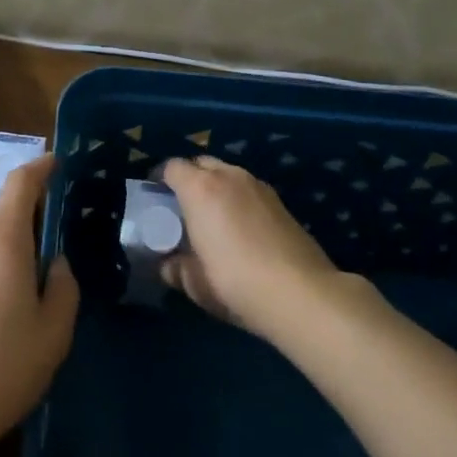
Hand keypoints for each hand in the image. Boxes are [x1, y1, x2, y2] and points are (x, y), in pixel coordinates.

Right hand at [159, 155, 340, 337]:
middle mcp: (229, 176)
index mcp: (199, 188)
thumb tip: (169, 264)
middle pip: (201, 163)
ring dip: (216, 188)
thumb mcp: (194, 282)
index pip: (171, 167)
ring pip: (228, 174)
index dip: (160, 180)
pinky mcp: (281, 201)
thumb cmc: (234, 282)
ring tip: (213, 219)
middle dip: (189, 179)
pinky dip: (238, 200)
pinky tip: (242, 229)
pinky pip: (248, 190)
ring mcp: (258, 186)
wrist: (300, 293)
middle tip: (183, 208)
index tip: (156, 199)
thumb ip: (175, 267)